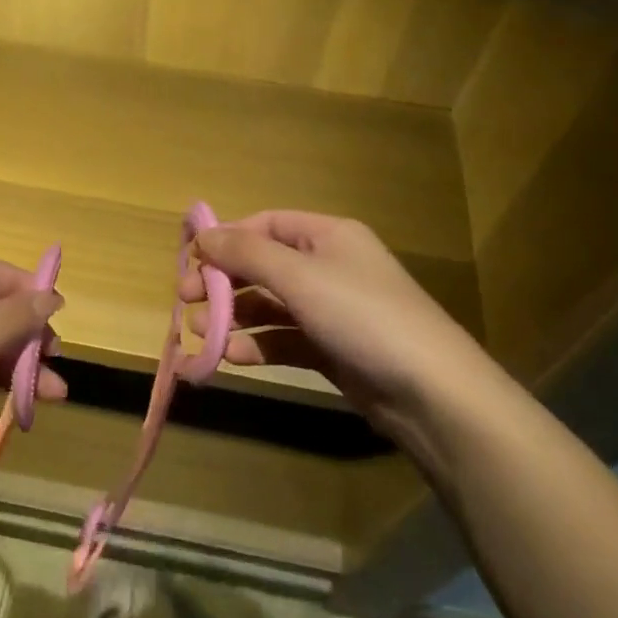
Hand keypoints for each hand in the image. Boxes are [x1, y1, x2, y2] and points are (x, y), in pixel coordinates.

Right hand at [185, 211, 491, 435]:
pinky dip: (258, 346)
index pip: (265, 224)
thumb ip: (247, 254)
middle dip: (224, 283)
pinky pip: (285, 340)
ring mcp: (332, 310)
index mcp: (327, 236)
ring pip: (271, 306)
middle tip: (186, 302)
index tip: (190, 262)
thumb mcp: (300, 277)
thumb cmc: (362, 317)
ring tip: (201, 335)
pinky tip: (233, 357)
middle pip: (263, 266)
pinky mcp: (332, 349)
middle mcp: (329, 267)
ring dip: (234, 317)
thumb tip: (202, 235)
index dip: (226, 240)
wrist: (432, 393)